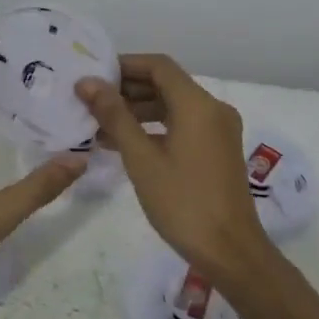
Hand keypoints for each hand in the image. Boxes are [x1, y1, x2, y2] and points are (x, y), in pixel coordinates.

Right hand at [77, 55, 275, 278]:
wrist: (230, 252)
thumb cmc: (183, 202)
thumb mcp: (141, 158)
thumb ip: (114, 116)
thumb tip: (87, 83)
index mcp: (198, 104)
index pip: (158, 66)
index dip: (125, 65)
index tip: (94, 76)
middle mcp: (213, 109)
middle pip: (166, 84)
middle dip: (127, 89)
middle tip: (90, 101)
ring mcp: (218, 131)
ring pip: (173, 106)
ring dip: (138, 111)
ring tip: (99, 125)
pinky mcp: (217, 150)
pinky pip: (182, 125)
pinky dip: (154, 128)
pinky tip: (124, 144)